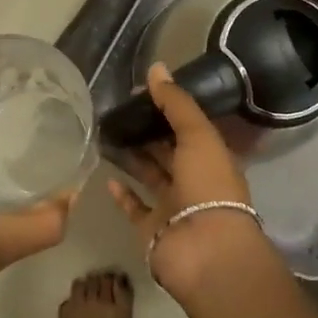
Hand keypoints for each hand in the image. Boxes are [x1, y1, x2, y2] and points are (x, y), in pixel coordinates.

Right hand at [106, 63, 275, 304]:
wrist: (205, 250)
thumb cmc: (208, 186)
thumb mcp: (198, 136)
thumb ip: (177, 103)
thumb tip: (156, 67)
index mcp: (212, 157)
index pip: (188, 127)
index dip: (168, 109)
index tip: (139, 93)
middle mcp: (194, 180)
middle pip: (168, 151)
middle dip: (147, 132)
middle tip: (116, 111)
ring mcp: (172, 207)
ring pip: (150, 176)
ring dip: (132, 158)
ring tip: (105, 135)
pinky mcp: (152, 229)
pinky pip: (134, 208)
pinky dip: (122, 194)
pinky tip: (105, 177)